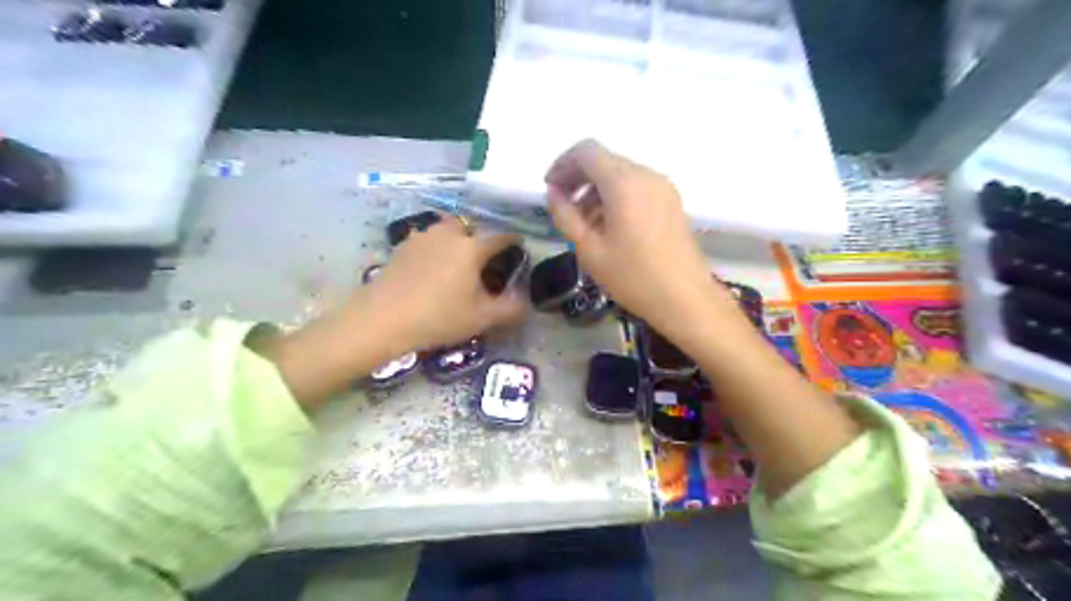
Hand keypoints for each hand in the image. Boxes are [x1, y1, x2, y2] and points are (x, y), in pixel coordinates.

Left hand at [364, 219, 524, 352]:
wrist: (383, 318)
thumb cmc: (439, 317)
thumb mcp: (482, 318)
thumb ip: (511, 309)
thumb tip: (526, 301)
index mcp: (472, 247)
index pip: (501, 237)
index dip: (513, 242)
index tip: (518, 247)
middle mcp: (449, 234)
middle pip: (470, 227)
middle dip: (479, 238)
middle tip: (481, 260)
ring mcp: (422, 237)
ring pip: (445, 230)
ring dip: (454, 240)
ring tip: (455, 263)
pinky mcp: (402, 247)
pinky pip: (426, 240)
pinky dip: (434, 249)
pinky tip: (430, 269)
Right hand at [545, 141, 728, 337]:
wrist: (685, 298)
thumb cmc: (633, 277)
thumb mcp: (589, 250)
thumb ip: (566, 216)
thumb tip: (554, 193)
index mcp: (624, 183)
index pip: (586, 151)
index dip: (562, 164)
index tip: (550, 188)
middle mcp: (646, 175)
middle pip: (605, 160)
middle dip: (578, 177)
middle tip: (563, 206)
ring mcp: (663, 187)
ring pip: (621, 173)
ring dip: (597, 189)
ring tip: (584, 222)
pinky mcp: (671, 201)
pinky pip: (637, 186)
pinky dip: (616, 196)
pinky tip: (609, 226)